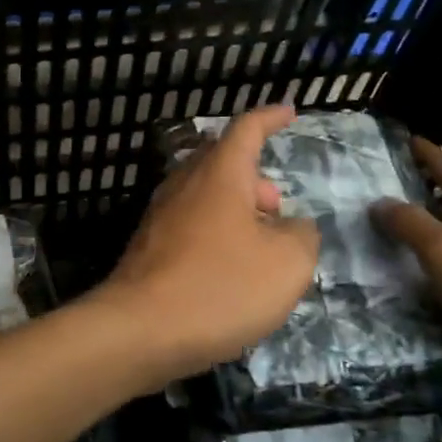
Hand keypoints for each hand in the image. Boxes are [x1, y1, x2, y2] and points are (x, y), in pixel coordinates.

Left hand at [87, 105, 319, 389]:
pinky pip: (191, 223)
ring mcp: (161, 213)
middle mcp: (185, 182)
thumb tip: (292, 226)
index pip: (247, 128)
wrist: (140, 329)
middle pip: (223, 160)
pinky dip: (216, 233)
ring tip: (260, 248)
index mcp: (220, 173)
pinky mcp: (149, 244)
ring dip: (237, 209)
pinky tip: (228, 271)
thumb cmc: (220, 286)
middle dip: (256, 177)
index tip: (289, 111)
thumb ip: (301, 235)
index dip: (270, 118)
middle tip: (278, 209)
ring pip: (206, 194)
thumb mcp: (287, 264)